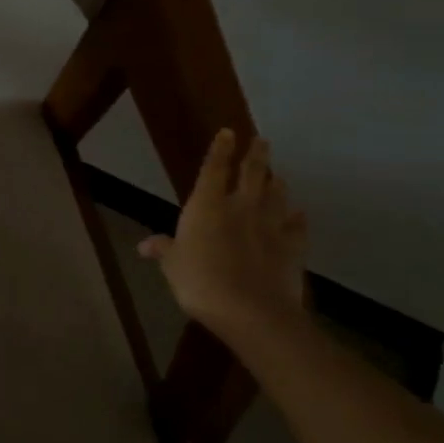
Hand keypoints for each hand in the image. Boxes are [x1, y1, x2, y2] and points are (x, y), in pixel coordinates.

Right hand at [138, 131, 308, 337]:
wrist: (251, 310)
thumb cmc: (200, 281)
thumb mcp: (172, 266)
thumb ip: (164, 250)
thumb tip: (144, 245)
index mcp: (207, 206)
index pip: (214, 168)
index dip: (220, 149)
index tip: (228, 132)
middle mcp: (241, 207)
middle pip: (252, 173)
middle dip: (256, 155)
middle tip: (262, 141)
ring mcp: (270, 226)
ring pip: (277, 195)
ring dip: (276, 183)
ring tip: (277, 175)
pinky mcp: (292, 247)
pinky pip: (297, 227)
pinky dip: (297, 219)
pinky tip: (298, 214)